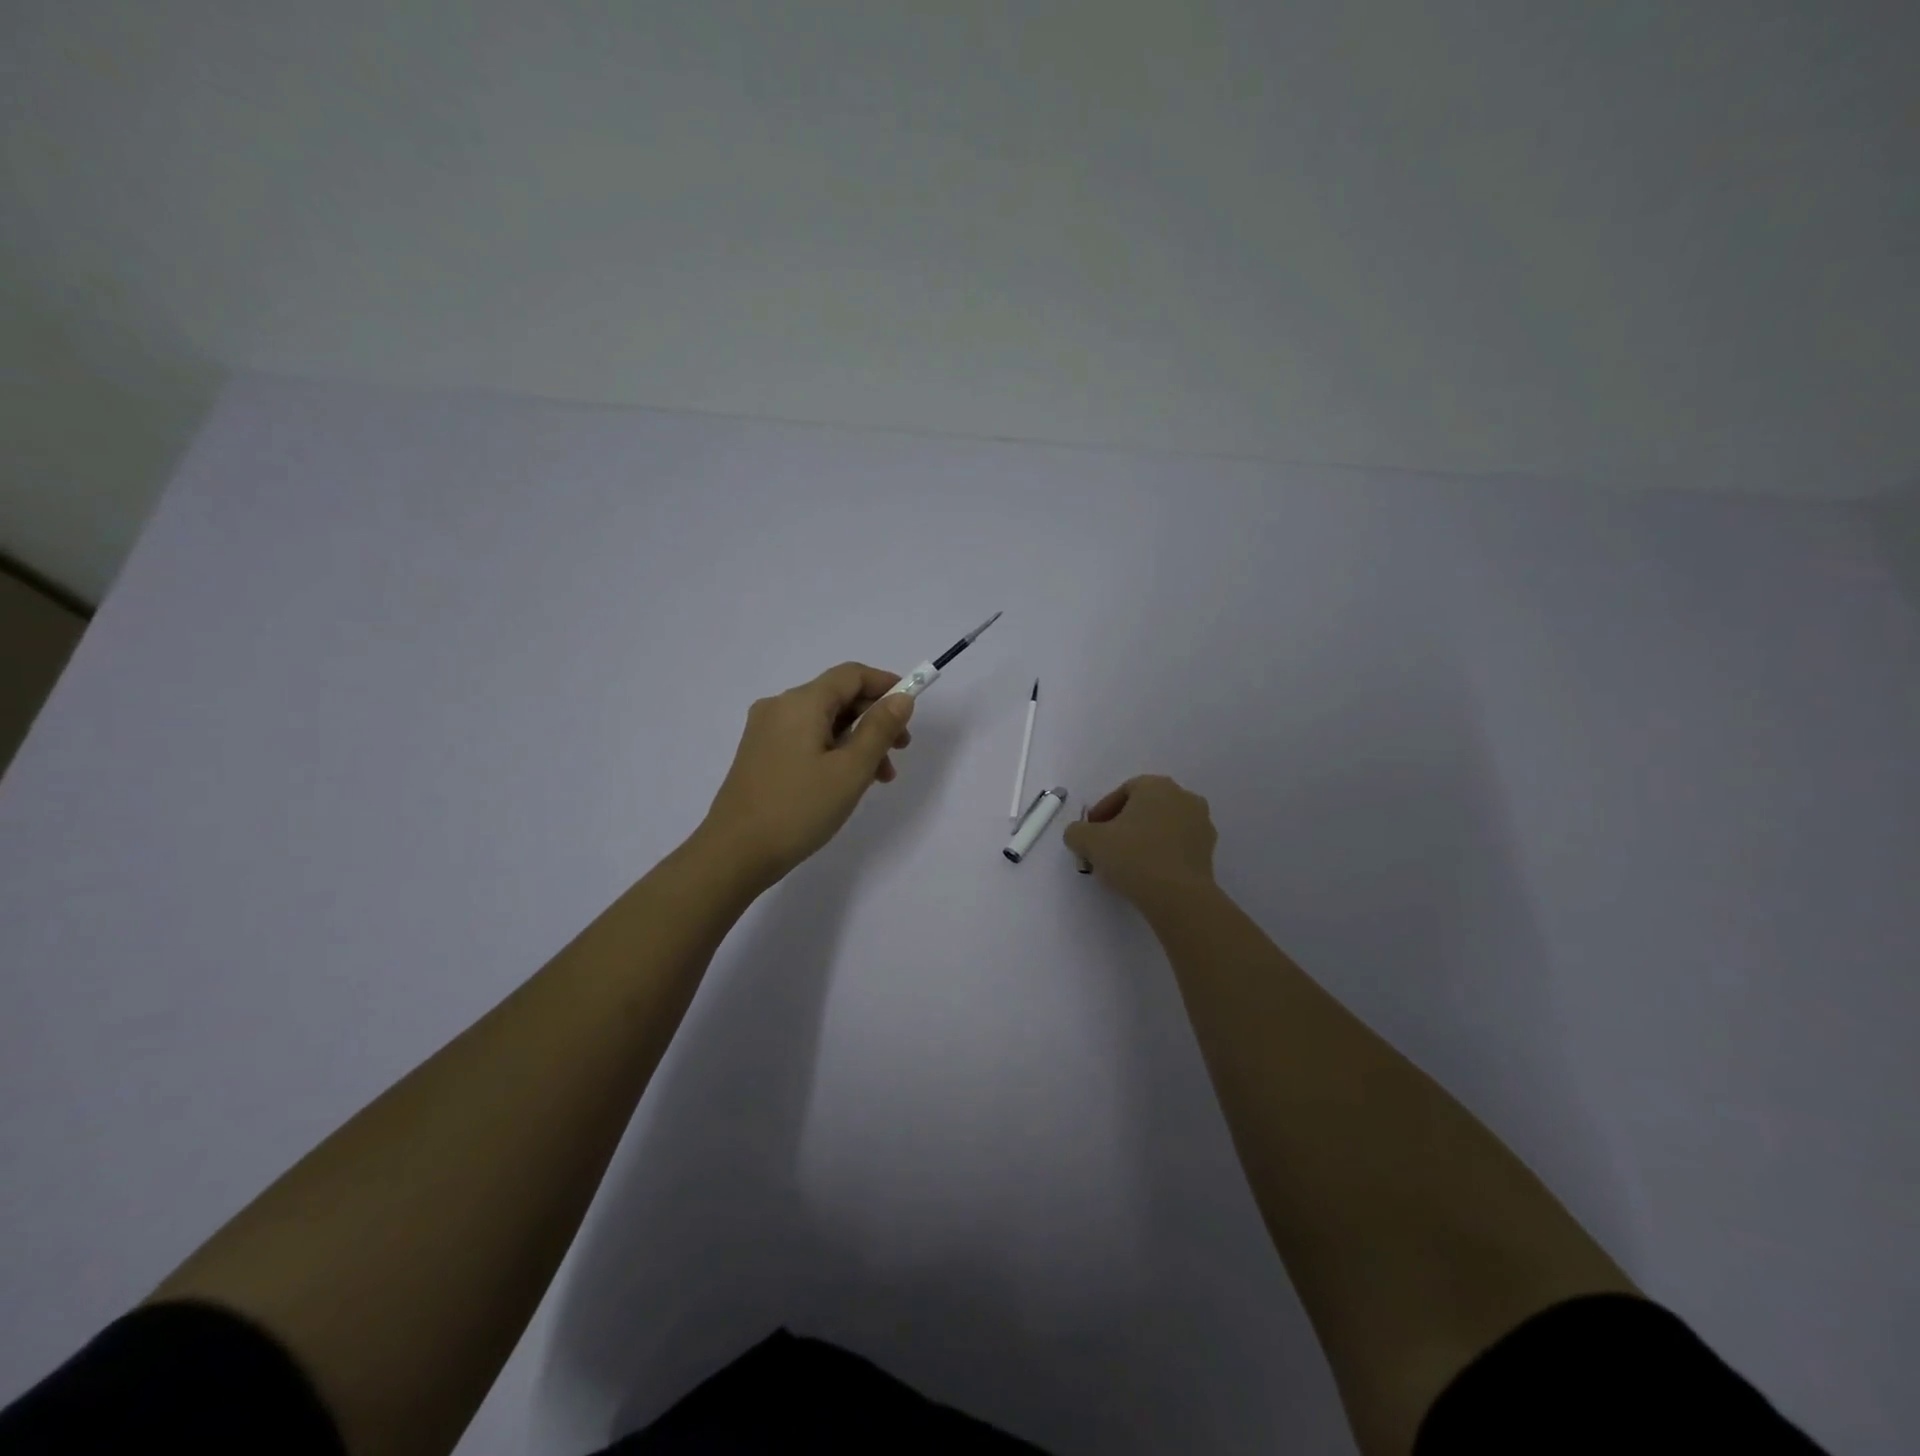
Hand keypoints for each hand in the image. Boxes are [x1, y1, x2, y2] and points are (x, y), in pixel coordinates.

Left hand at [696, 662, 915, 888]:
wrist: (734, 854)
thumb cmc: (798, 809)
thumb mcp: (850, 770)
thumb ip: (880, 730)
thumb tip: (901, 698)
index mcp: (801, 702)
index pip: (851, 675)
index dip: (885, 684)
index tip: (911, 708)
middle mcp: (780, 707)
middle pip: (837, 697)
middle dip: (874, 719)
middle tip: (901, 751)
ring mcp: (766, 731)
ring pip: (823, 722)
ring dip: (857, 740)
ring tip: (879, 778)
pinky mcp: (760, 754)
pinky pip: (806, 739)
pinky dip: (833, 751)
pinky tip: (846, 782)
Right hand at [1062, 774, 1217, 905]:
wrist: (1178, 896)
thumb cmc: (1133, 856)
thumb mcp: (1088, 841)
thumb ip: (1076, 831)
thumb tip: (1078, 834)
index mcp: (1157, 785)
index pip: (1123, 791)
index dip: (1102, 812)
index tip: (1090, 834)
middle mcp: (1184, 797)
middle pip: (1144, 808)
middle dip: (1122, 825)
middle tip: (1105, 848)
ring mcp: (1201, 824)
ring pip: (1162, 827)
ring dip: (1143, 839)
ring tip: (1125, 864)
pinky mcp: (1209, 851)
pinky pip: (1177, 846)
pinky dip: (1161, 854)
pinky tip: (1147, 874)